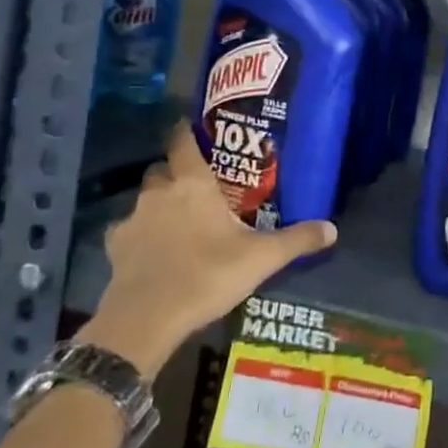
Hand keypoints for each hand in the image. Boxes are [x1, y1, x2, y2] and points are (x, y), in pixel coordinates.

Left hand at [81, 122, 335, 378]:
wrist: (147, 318)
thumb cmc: (208, 275)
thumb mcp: (261, 259)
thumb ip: (296, 240)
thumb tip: (332, 229)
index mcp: (193, 185)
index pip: (183, 142)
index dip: (187, 133)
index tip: (194, 129)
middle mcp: (159, 193)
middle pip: (162, 170)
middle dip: (175, 173)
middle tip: (198, 186)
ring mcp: (133, 219)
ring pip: (145, 199)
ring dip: (159, 204)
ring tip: (179, 221)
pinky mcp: (114, 248)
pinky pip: (128, 230)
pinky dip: (140, 235)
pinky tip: (153, 251)